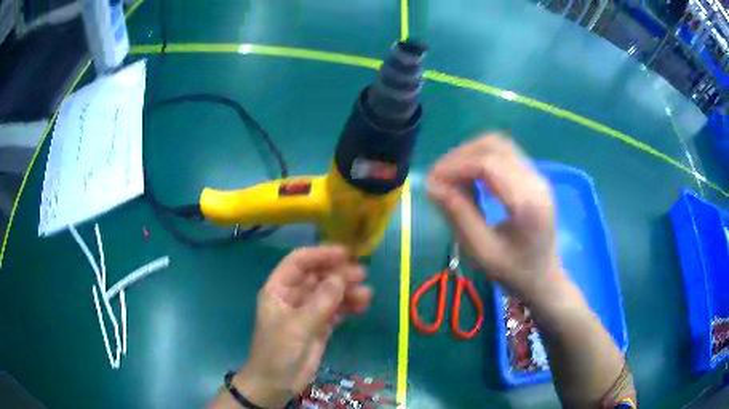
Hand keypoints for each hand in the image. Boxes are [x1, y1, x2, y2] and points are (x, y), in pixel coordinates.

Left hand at [227, 246, 372, 407]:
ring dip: (347, 291)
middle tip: (361, 275)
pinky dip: (348, 306)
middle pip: (317, 276)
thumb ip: (320, 302)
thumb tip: (341, 278)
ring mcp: (308, 311)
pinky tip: (362, 306)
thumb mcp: (297, 326)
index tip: (345, 253)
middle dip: (338, 273)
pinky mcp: (320, 326)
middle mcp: (293, 296)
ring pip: (329, 293)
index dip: (320, 254)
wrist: (276, 384)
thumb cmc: (277, 352)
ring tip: (367, 295)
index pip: (298, 262)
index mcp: (279, 289)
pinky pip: (336, 309)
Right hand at [426, 133, 564, 302]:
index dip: (455, 166)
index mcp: (527, 202)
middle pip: (495, 145)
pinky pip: (505, 155)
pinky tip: (471, 178)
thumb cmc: (514, 273)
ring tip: (452, 176)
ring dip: (471, 153)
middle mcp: (536, 181)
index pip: (488, 164)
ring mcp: (538, 176)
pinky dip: (483, 158)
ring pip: (500, 145)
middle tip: (439, 176)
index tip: (432, 181)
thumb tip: (432, 186)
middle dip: (461, 155)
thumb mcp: (482, 252)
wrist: (544, 280)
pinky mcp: (534, 177)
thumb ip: (459, 215)